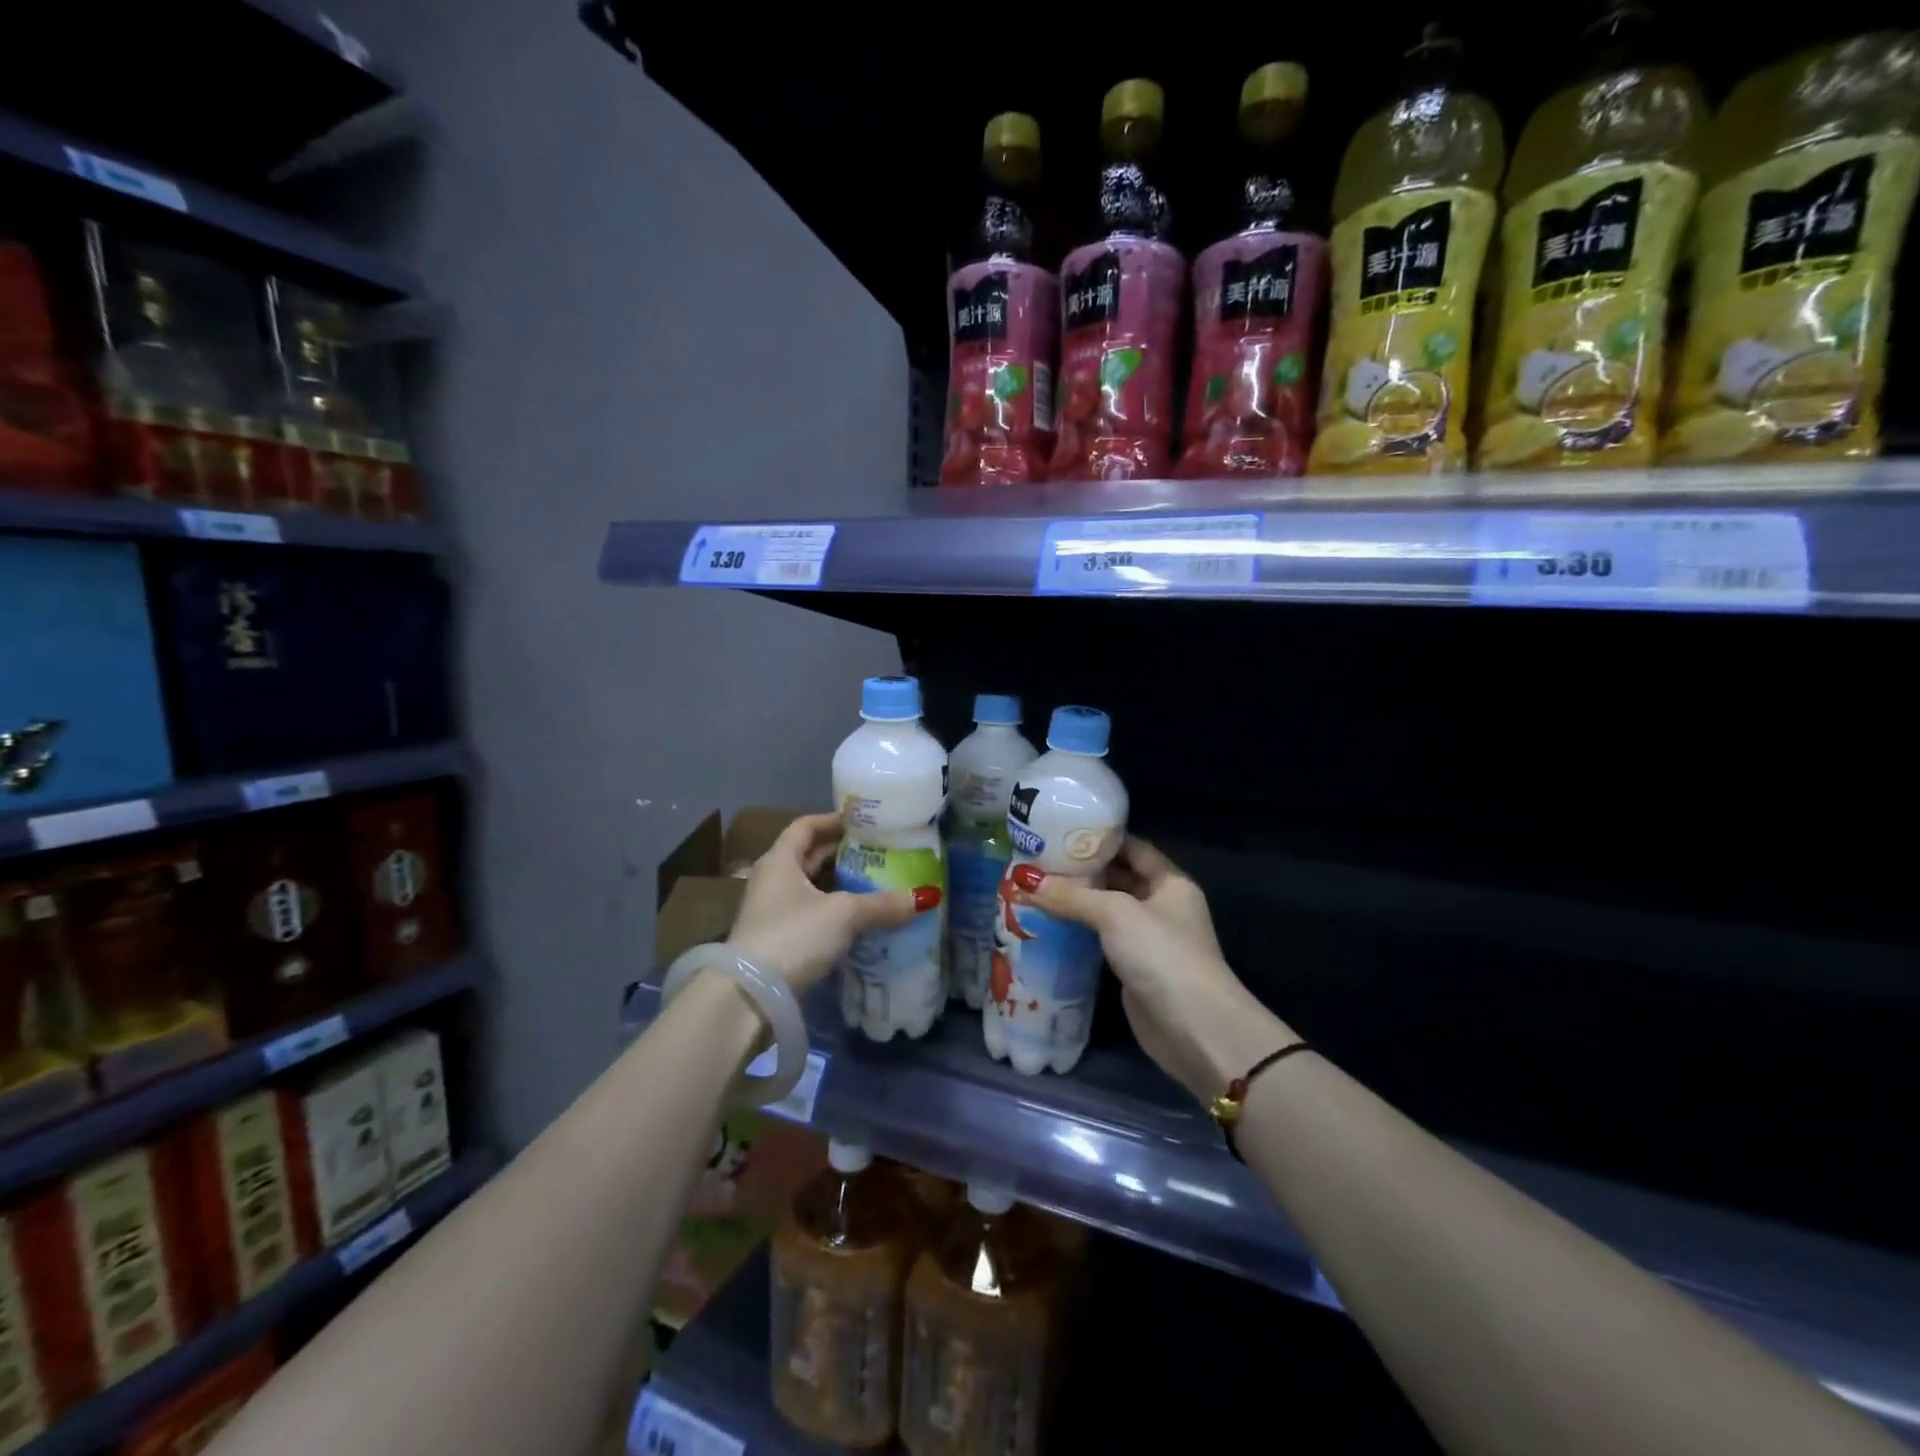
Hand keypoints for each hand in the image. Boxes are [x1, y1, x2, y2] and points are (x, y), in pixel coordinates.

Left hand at [726, 812, 941, 992]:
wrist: (749, 998)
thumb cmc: (793, 936)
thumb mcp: (843, 915)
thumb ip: (883, 904)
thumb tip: (927, 896)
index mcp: (780, 860)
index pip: (806, 826)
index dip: (834, 820)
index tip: (865, 821)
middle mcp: (772, 880)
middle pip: (809, 856)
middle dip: (843, 853)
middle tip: (881, 852)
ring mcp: (771, 912)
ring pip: (811, 888)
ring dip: (839, 885)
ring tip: (877, 884)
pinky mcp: (777, 941)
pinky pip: (811, 914)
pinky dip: (834, 912)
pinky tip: (859, 921)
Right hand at [1016, 836, 1293, 1103]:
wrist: (1193, 1027)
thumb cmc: (1161, 954)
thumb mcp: (1115, 914)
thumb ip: (1071, 896)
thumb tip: (1024, 880)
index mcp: (1170, 882)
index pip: (1132, 847)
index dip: (1099, 837)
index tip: (1059, 829)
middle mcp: (1161, 905)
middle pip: (1117, 878)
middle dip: (1081, 871)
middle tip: (1037, 860)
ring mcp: (1148, 939)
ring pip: (1106, 910)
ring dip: (1076, 902)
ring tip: (1034, 888)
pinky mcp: (1133, 968)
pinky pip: (1101, 940)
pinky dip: (1078, 931)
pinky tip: (1047, 924)